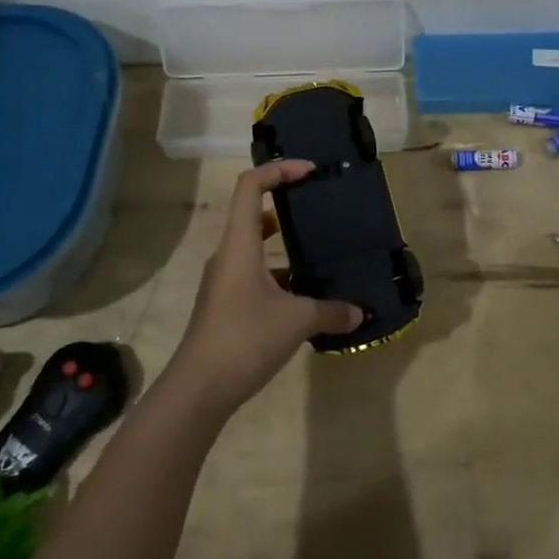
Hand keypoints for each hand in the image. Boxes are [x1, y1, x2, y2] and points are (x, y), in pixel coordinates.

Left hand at [169, 160, 361, 414]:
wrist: (199, 389)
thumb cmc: (245, 339)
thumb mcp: (296, 321)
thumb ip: (331, 311)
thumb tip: (359, 312)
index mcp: (239, 245)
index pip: (250, 186)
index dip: (279, 170)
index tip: (310, 171)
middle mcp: (228, 256)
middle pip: (252, 212)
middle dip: (284, 204)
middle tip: (317, 206)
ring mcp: (224, 282)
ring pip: (254, 248)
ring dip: (283, 245)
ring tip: (318, 252)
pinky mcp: (226, 305)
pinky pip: (255, 276)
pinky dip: (279, 277)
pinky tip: (305, 297)